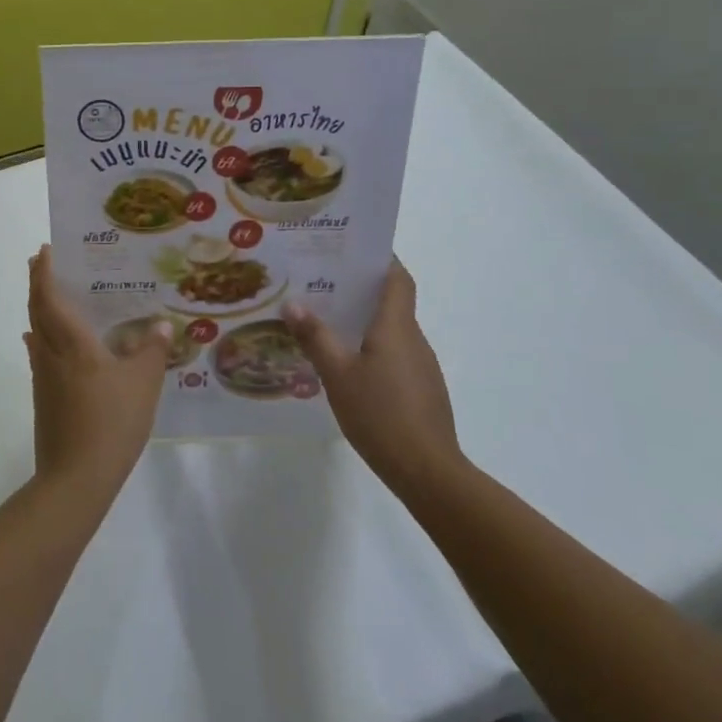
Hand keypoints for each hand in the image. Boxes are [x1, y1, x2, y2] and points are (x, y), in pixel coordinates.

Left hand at [25, 246, 170, 497]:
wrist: (75, 478)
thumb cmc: (111, 422)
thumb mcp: (143, 384)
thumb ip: (152, 351)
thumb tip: (160, 324)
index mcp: (72, 344)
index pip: (50, 298)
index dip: (44, 273)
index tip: (45, 251)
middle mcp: (50, 353)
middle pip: (36, 310)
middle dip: (37, 283)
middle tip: (43, 262)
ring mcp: (43, 377)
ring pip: (36, 331)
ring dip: (39, 309)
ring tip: (53, 296)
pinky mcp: (43, 398)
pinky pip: (40, 354)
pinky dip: (43, 338)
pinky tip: (54, 346)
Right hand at [283, 260, 461, 493]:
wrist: (428, 472)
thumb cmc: (381, 415)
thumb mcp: (337, 375)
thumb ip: (315, 337)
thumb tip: (292, 304)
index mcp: (396, 326)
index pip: (398, 277)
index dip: (381, 259)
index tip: (352, 248)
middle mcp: (413, 338)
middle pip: (392, 301)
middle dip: (360, 289)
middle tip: (322, 283)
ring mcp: (421, 366)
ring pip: (391, 330)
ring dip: (364, 321)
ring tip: (326, 322)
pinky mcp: (422, 390)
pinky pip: (395, 355)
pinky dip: (372, 348)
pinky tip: (347, 365)